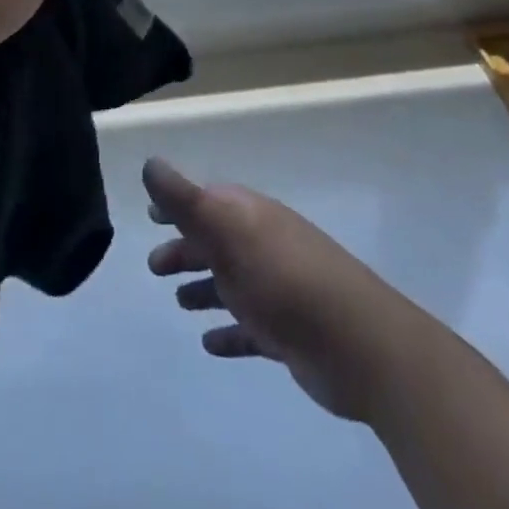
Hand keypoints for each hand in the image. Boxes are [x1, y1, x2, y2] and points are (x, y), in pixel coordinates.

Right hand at [144, 158, 421, 423]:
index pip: (207, 200)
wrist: (358, 343)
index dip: (178, 205)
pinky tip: (209, 344)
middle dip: (185, 248)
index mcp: (249, 216)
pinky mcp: (287, 333)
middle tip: (153, 266)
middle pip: (216, 241)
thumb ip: (186, 200)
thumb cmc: (284, 278)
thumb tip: (150, 164)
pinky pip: (248, 329)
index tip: (151, 215)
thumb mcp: (228, 231)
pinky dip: (228, 332)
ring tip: (179, 301)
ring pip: (231, 283)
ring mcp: (277, 289)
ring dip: (204, 288)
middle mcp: (262, 245)